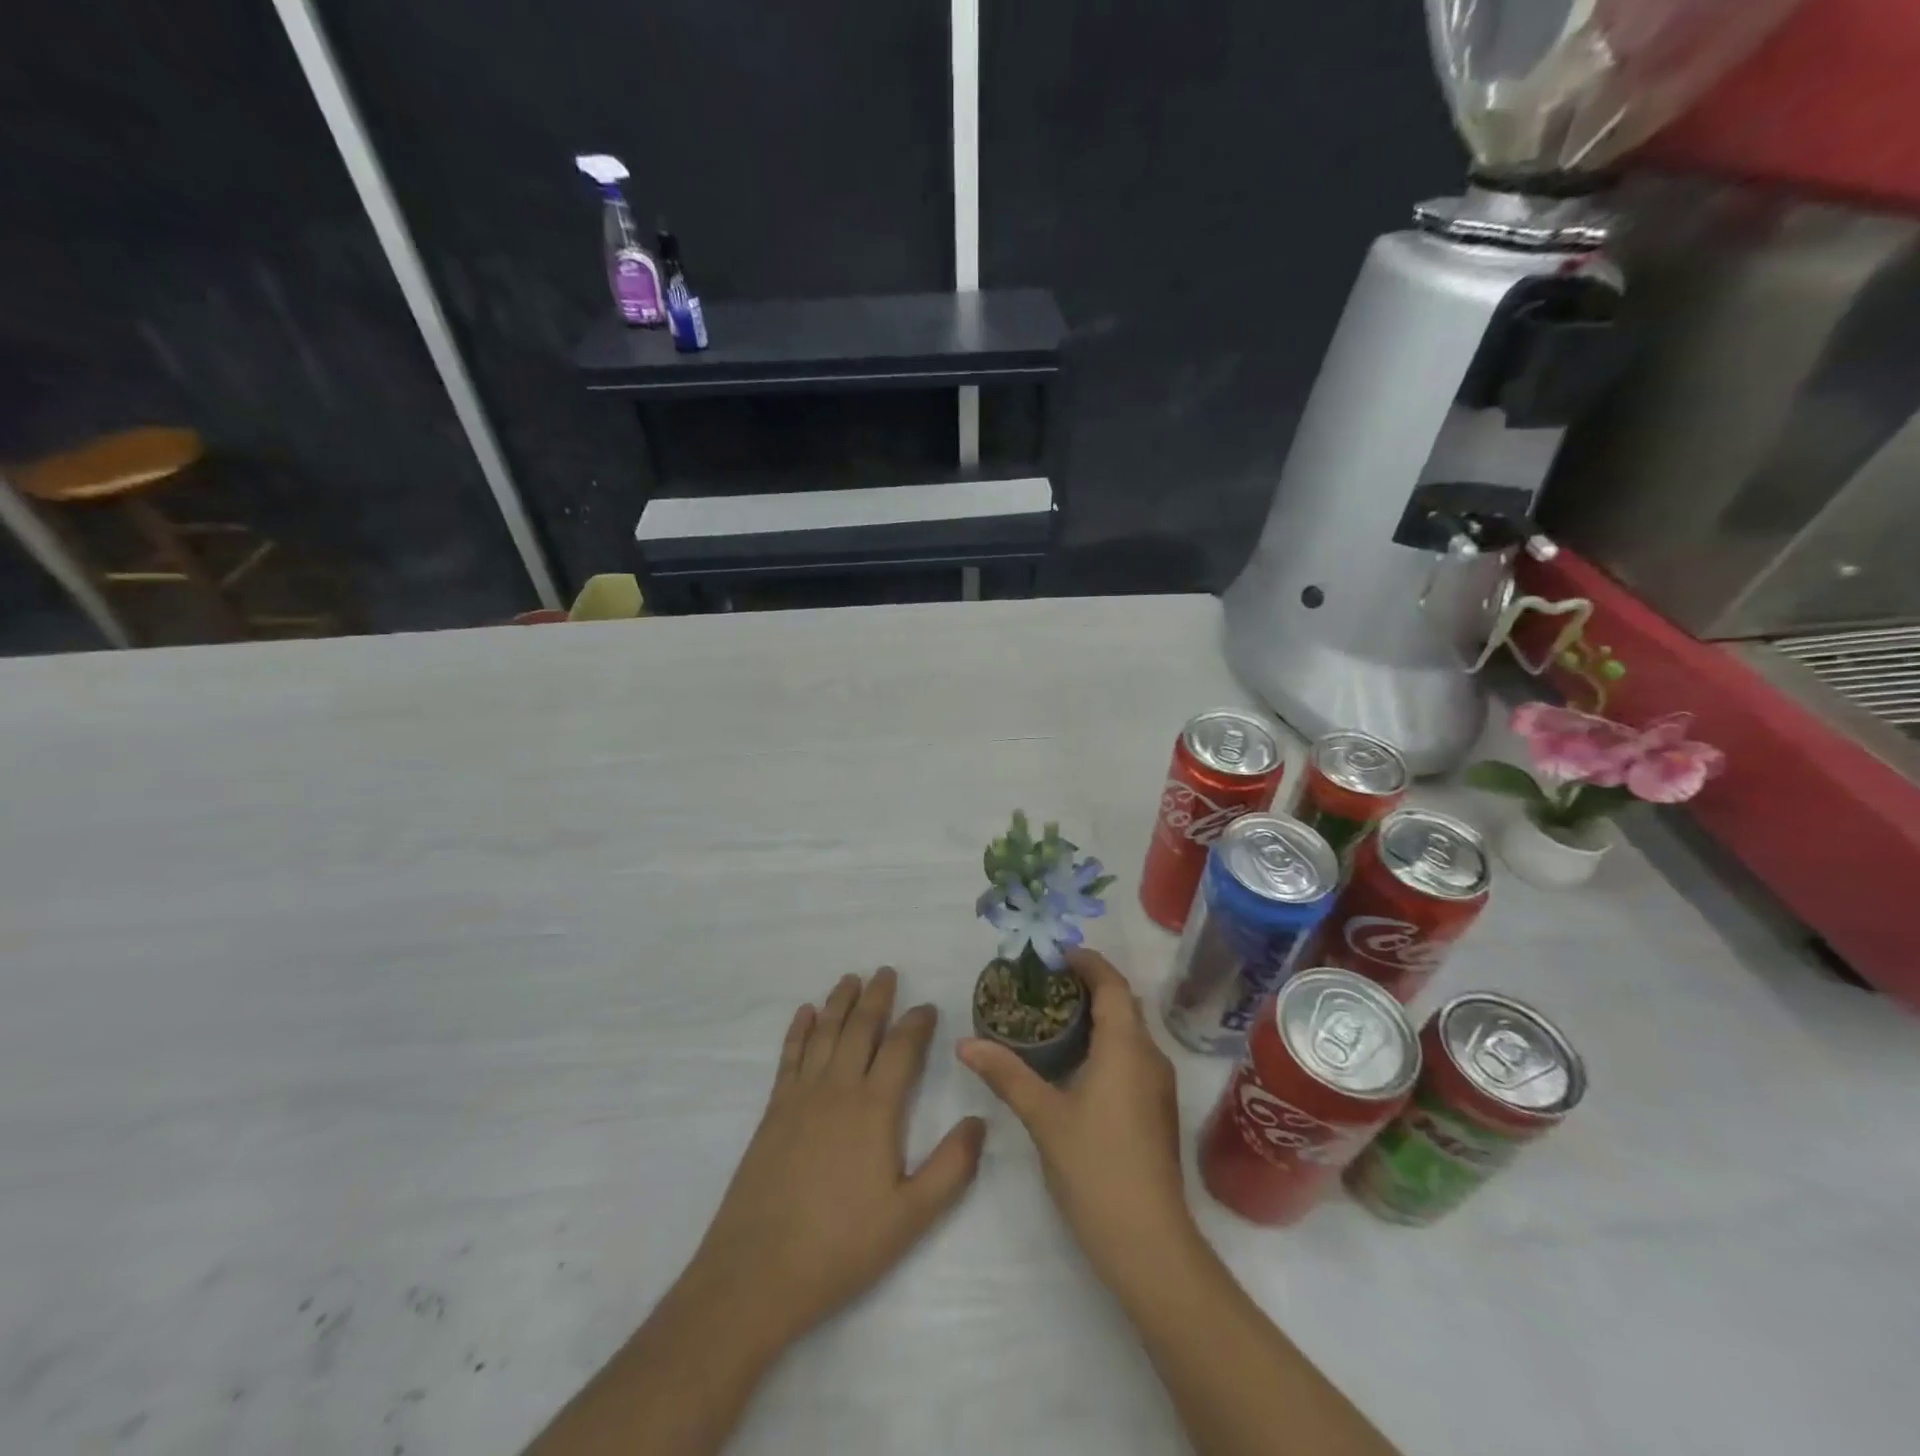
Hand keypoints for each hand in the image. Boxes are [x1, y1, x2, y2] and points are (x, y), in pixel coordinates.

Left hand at [685, 967, 985, 1355]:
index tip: (927, 1006)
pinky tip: (805, 1013)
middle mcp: (838, 1088)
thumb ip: (952, 1167)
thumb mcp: (911, 1217)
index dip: (917, 1023)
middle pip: (860, 1028)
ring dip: (839, 1002)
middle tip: (886, 971)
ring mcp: (801, 1096)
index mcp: (875, 1108)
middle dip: (877, 997)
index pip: (902, 1048)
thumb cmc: (841, 1246)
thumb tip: (980, 1120)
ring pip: (824, 1033)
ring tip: (850, 978)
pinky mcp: (773, 1110)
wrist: (756, 1273)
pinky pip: (789, 1055)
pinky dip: (799, 1029)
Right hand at [957, 948, 1193, 1281]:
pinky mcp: (1157, 1110)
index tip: (1055, 955)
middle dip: (1089, 985)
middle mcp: (1150, 1056)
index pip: (1112, 984)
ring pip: (1130, 1031)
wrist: (1149, 1243)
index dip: (1087, 962)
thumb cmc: (1096, 1169)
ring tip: (1055, 1017)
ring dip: (1099, 1015)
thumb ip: (1006, 1075)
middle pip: (1124, 1003)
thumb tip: (966, 1044)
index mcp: (1126, 1047)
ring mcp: (1158, 1086)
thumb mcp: (1044, 1118)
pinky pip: (1133, 1056)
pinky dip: (1107, 1042)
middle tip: (1046, 984)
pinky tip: (1077, 1062)